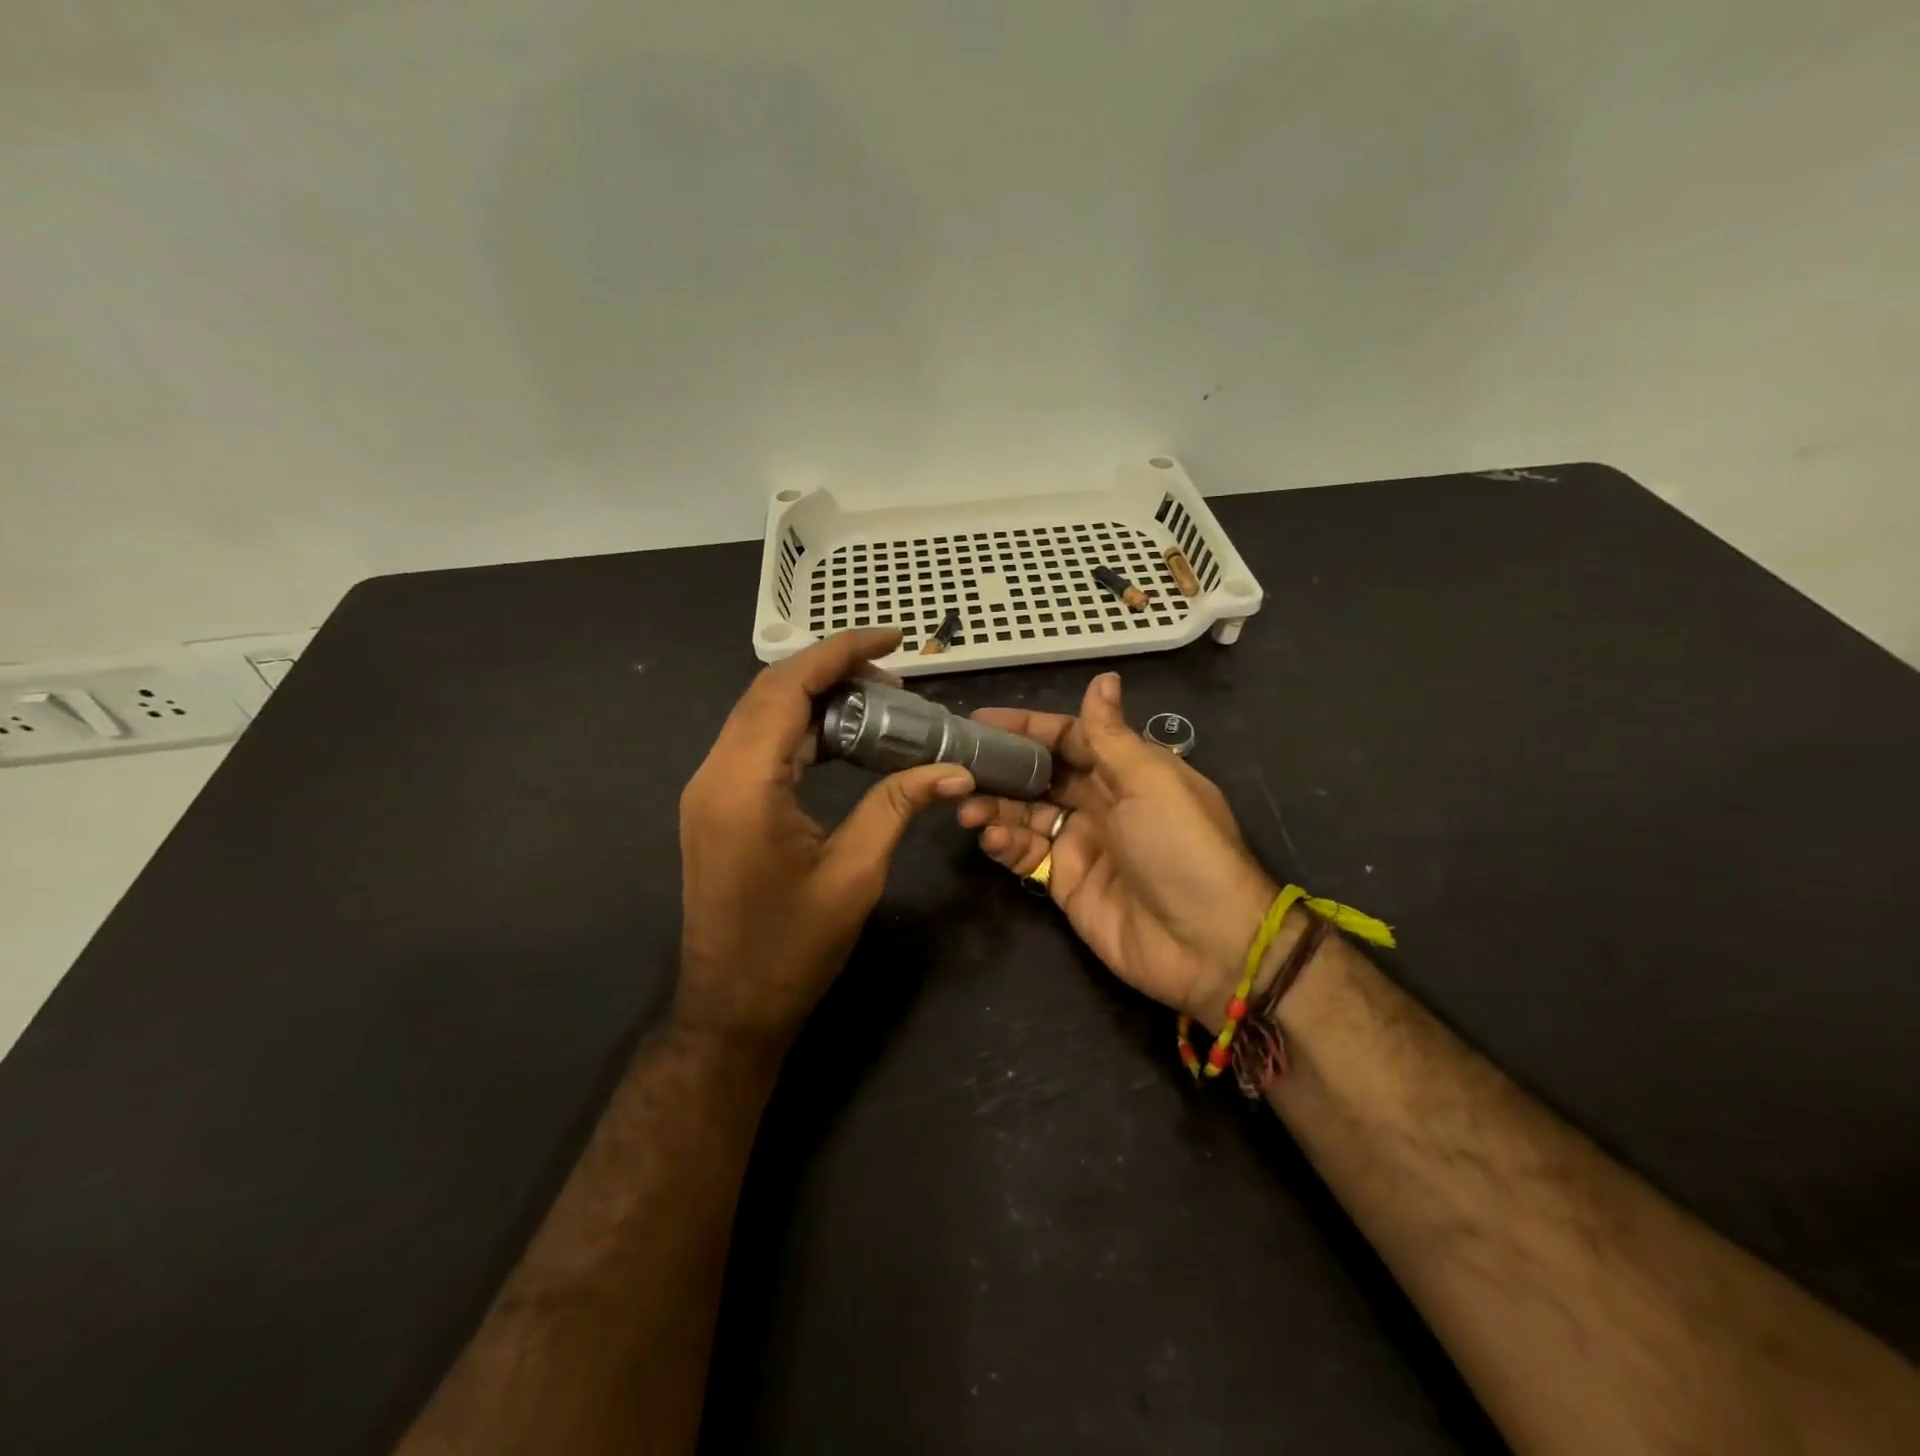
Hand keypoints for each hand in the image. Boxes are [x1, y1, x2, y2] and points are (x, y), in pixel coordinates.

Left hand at [677, 630, 974, 1050]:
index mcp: (744, 784)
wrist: (732, 1007)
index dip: (841, 652)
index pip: (788, 689)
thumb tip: (955, 770)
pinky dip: (803, 730)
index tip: (893, 638)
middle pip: (771, 692)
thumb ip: (898, 806)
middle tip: (897, 680)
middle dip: (833, 671)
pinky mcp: (717, 805)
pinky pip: (759, 745)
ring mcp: (710, 789)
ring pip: (763, 715)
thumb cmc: (793, 948)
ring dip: (818, 699)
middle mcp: (715, 773)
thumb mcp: (856, 873)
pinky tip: (845, 740)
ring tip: (881, 705)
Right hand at [959, 672, 1283, 1028]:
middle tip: (959, 767)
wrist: (1206, 943)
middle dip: (1002, 769)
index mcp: (1127, 771)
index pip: (1069, 738)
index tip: (980, 720)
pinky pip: (1028, 855)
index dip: (1027, 727)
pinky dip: (1005, 845)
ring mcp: (1082, 844)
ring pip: (1027, 815)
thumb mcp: (1149, 781)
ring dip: (996, 808)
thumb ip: (1111, 735)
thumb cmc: (1180, 847)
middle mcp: (1102, 802)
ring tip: (967, 809)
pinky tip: (991, 840)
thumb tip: (1103, 678)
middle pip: (1041, 776)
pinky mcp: (1067, 883)